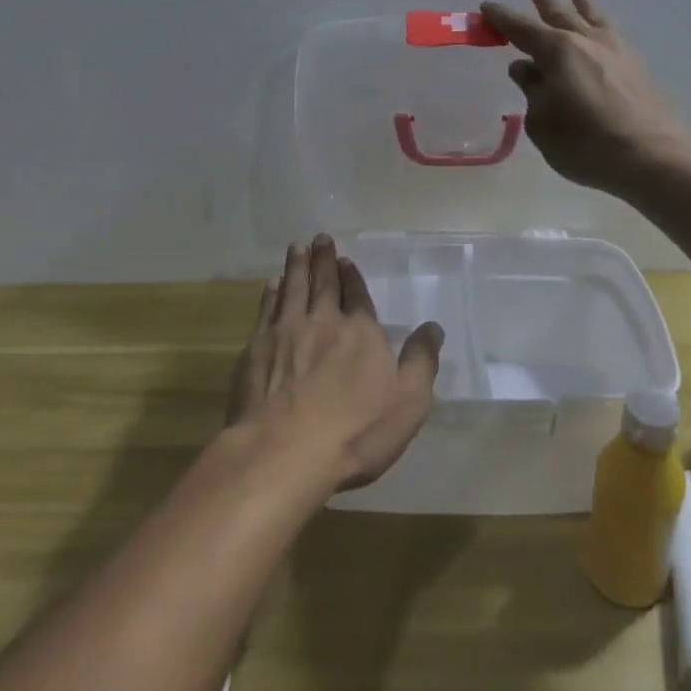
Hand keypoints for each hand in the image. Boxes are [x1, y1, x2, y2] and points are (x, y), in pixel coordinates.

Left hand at [228, 235, 443, 491]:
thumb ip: (420, 362)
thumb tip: (433, 328)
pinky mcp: (256, 348)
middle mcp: (322, 322)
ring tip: (297, 247)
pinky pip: (266, 309)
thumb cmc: (355, 432)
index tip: (345, 259)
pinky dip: (271, 293)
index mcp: (360, 333)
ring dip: (296, 266)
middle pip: (324, 284)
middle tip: (320, 238)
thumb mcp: (407, 404)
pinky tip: (272, 285)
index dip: (352, 276)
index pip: (357, 295)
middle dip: (324, 259)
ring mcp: (285, 332)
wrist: (284, 453)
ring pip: (293, 288)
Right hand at [482, 0, 688, 195]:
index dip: (502, 18)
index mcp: (557, 51)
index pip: (522, 28)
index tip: (487, 7)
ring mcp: (616, 50)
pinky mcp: (637, 65)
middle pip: (560, 14)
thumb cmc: (585, 142)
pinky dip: (601, 22)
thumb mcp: (542, 122)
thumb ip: (532, 91)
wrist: (651, 156)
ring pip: (593, 17)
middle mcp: (586, 41)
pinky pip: (612, 32)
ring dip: (580, 3)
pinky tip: (603, 28)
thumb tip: (526, 68)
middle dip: (544, 2)